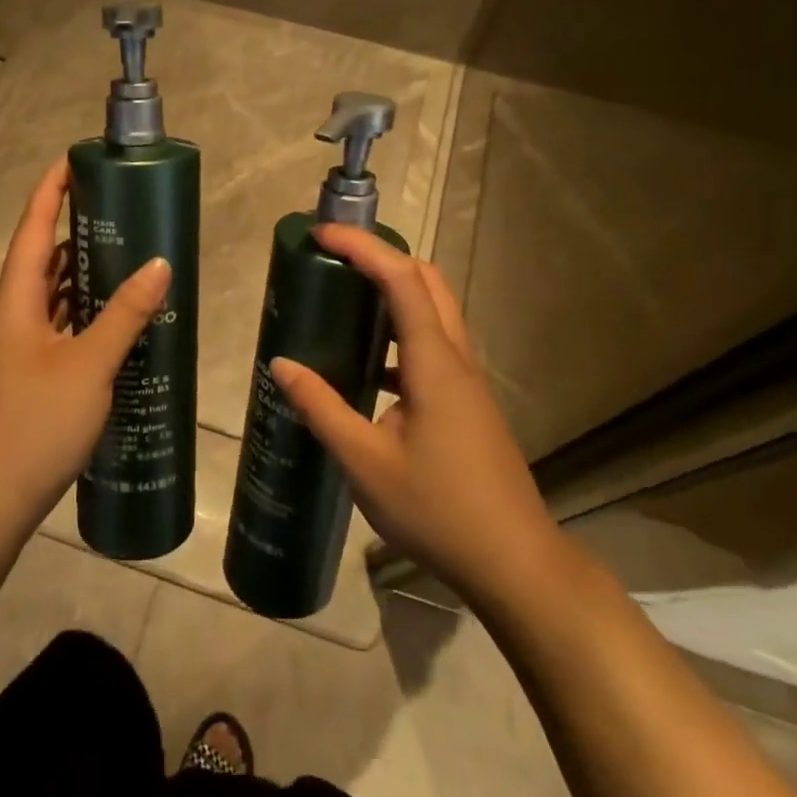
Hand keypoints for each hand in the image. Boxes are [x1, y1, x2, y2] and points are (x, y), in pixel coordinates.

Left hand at [0, 157, 171, 525]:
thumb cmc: (36, 422)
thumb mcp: (89, 364)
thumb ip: (125, 313)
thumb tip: (159, 264)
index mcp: (16, 299)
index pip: (31, 227)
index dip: (50, 190)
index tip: (76, 159)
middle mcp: (12, 313)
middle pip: (42, 256)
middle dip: (76, 228)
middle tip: (122, 208)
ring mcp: (19, 344)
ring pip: (52, 292)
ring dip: (83, 271)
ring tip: (128, 252)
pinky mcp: (30, 370)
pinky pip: (60, 323)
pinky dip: (85, 309)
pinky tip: (118, 315)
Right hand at [269, 226, 556, 602]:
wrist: (513, 561)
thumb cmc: (437, 510)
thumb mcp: (365, 463)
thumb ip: (322, 408)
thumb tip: (283, 364)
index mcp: (434, 363)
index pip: (401, 278)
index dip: (362, 247)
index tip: (321, 236)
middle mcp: (456, 358)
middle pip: (426, 281)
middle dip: (382, 257)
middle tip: (335, 261)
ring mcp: (467, 380)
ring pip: (434, 311)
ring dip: (394, 292)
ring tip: (346, 301)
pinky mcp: (468, 402)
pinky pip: (434, 346)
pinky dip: (401, 334)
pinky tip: (369, 369)